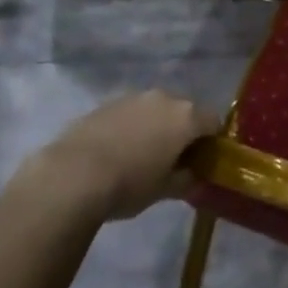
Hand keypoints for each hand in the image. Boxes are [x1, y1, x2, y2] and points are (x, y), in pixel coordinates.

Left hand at [30, 91, 220, 220]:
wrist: (74, 175)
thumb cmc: (129, 184)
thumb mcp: (164, 190)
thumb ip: (186, 180)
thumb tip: (194, 176)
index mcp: (185, 116)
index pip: (213, 121)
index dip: (211, 141)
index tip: (201, 161)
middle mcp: (163, 98)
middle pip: (184, 111)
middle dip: (182, 131)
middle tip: (172, 160)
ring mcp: (133, 97)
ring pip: (155, 109)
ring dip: (155, 126)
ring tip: (141, 156)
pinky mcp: (106, 103)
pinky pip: (130, 112)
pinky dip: (131, 127)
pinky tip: (117, 151)